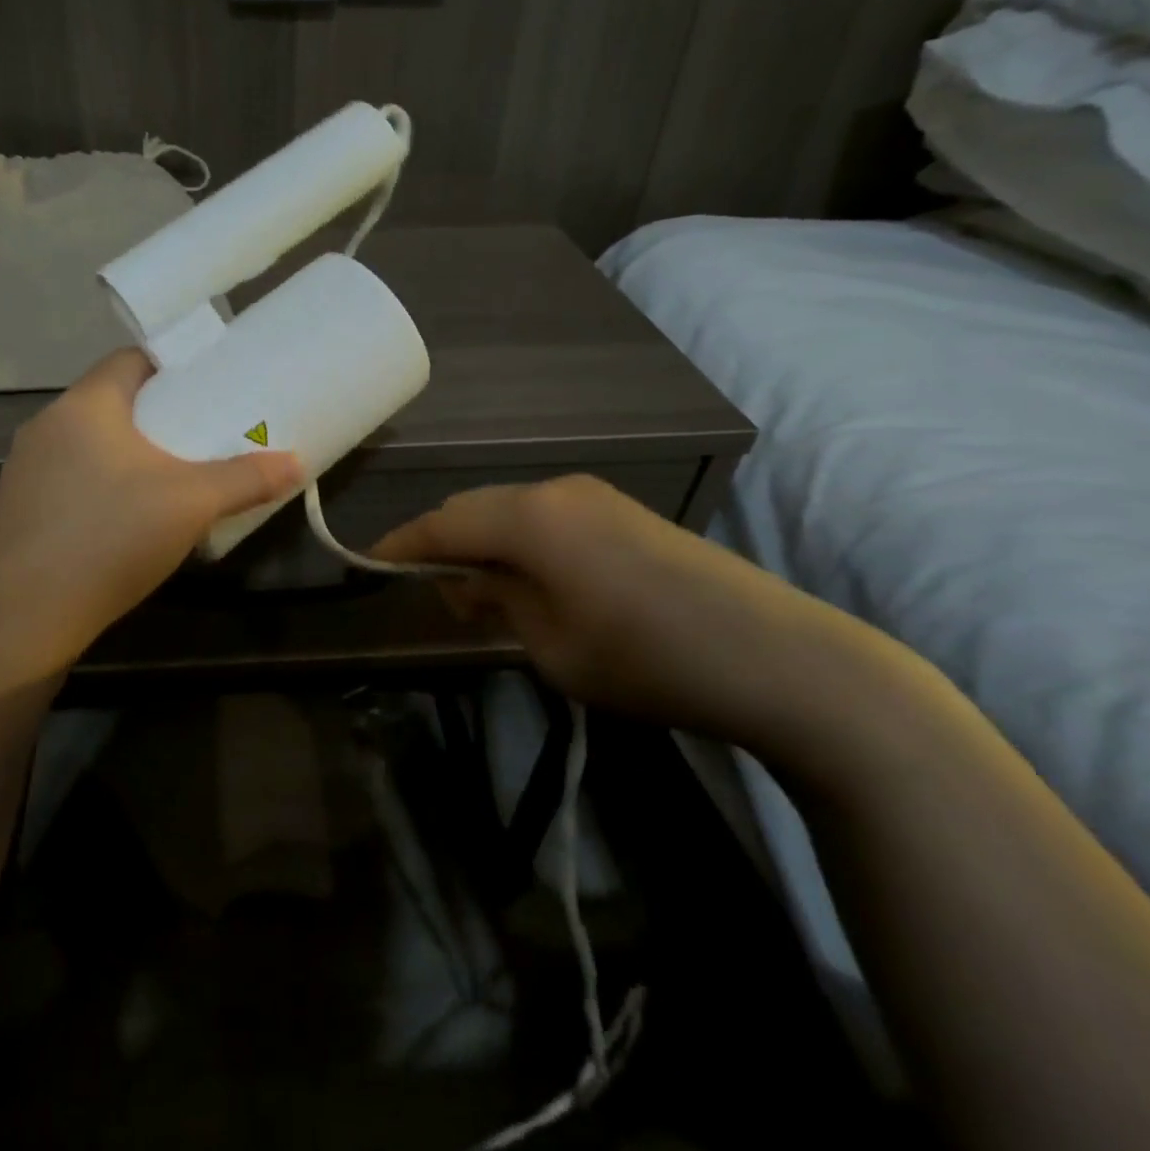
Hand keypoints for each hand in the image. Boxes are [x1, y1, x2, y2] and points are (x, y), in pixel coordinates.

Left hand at [0, 349, 302, 678]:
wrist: (27, 617)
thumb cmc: (111, 538)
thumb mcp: (191, 504)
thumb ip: (246, 478)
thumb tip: (297, 462)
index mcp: (84, 405)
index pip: (130, 359)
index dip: (172, 366)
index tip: (207, 387)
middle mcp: (46, 424)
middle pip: (112, 401)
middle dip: (156, 414)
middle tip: (200, 435)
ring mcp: (25, 467)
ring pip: (88, 442)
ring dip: (127, 451)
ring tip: (169, 477)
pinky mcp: (18, 507)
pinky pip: (69, 476)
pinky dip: (100, 482)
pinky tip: (124, 519)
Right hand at [373, 474, 835, 739]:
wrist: (782, 660)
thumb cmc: (648, 659)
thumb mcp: (550, 644)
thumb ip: (495, 601)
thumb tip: (466, 580)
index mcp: (529, 517)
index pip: (441, 523)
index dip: (399, 546)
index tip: (367, 564)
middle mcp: (555, 490)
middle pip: (474, 509)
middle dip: (442, 545)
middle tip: (430, 592)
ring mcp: (594, 496)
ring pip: (510, 511)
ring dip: (483, 545)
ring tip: (479, 594)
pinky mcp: (623, 512)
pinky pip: (546, 518)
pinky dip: (520, 544)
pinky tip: (529, 581)